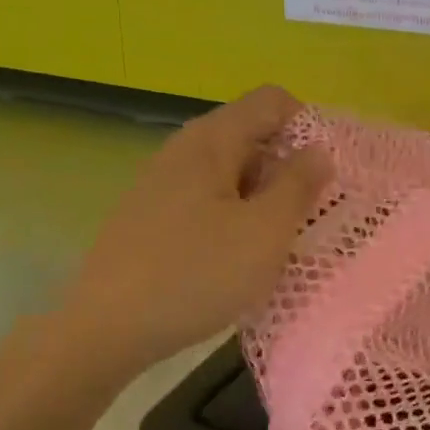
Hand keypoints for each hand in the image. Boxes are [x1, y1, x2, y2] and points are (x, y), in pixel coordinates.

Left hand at [55, 87, 330, 374]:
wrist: (107, 328)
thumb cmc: (196, 274)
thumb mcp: (265, 231)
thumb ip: (299, 184)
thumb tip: (319, 150)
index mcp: (212, 139)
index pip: (273, 101)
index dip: (308, 127)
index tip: (323, 175)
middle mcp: (185, 148)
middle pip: (252, 134)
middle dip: (288, 167)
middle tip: (307, 215)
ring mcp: (164, 181)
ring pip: (232, 171)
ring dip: (264, 196)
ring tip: (277, 241)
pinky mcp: (153, 214)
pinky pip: (209, 198)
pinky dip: (235, 215)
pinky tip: (237, 257)